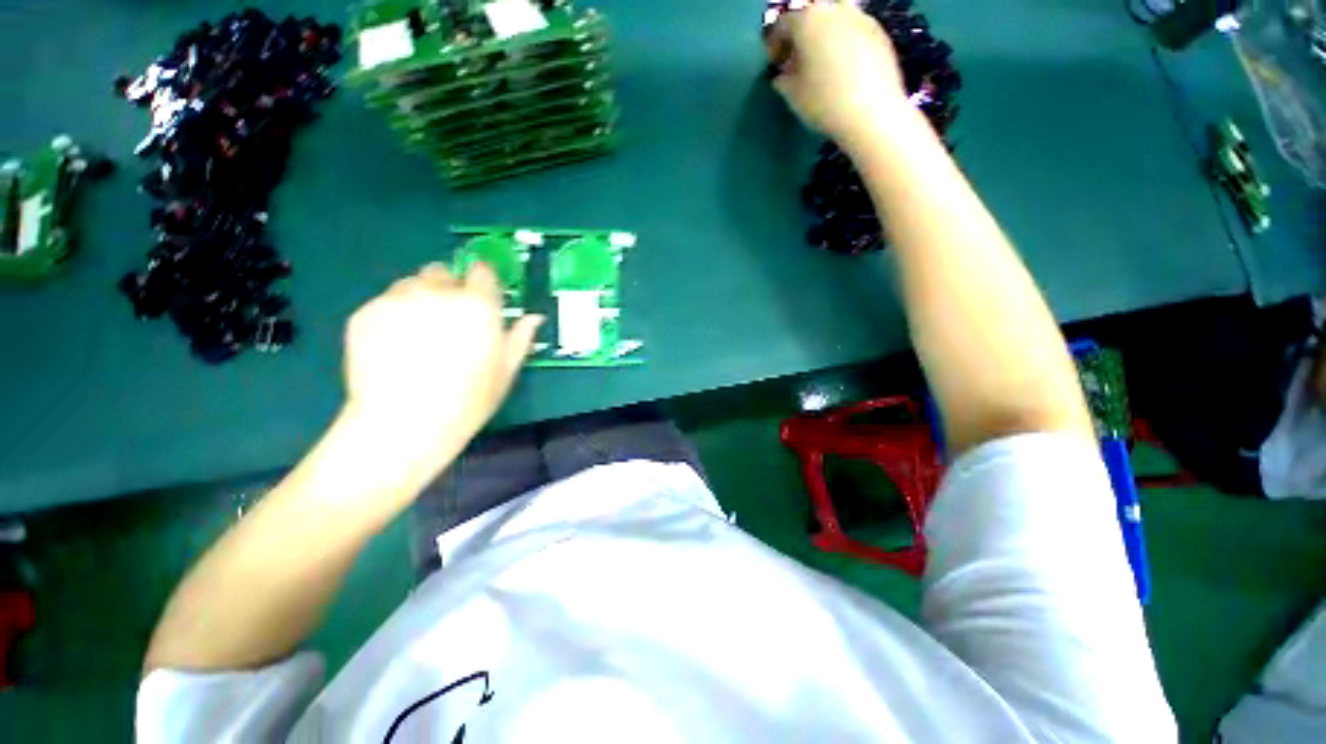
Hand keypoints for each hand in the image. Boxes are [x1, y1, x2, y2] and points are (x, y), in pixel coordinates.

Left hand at [341, 263, 542, 467]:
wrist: (404, 424)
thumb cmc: (468, 400)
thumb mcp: (506, 371)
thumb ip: (520, 337)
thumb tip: (534, 317)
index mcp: (478, 305)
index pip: (481, 271)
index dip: (482, 281)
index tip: (481, 296)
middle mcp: (438, 292)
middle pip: (443, 272)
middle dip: (449, 289)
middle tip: (448, 321)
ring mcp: (397, 300)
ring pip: (411, 284)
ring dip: (419, 298)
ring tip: (418, 334)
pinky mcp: (364, 313)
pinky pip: (385, 302)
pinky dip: (392, 315)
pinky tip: (394, 346)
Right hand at [768, 3, 909, 145]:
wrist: (872, 114)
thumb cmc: (824, 103)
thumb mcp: (792, 95)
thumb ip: (783, 79)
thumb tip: (783, 74)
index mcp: (808, 19)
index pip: (782, 24)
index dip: (774, 45)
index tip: (775, 65)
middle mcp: (835, 10)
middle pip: (813, 15)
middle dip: (802, 34)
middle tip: (798, 60)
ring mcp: (861, 18)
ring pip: (836, 19)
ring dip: (825, 36)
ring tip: (822, 64)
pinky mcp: (880, 33)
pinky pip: (854, 32)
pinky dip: (844, 44)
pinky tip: (843, 70)